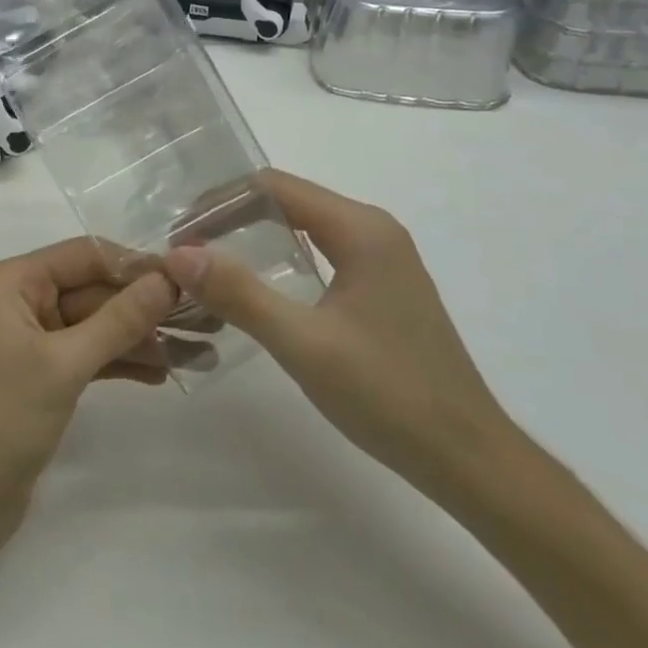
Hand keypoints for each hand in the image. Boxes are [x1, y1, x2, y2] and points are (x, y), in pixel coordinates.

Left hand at [0, 238, 177, 523]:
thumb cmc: (2, 417)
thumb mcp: (64, 363)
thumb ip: (119, 319)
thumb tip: (168, 279)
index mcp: (10, 282)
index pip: (83, 255)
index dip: (133, 265)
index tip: (186, 277)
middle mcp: (19, 301)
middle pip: (92, 290)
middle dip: (142, 307)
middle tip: (201, 318)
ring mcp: (30, 341)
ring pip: (94, 325)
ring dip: (138, 338)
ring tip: (192, 353)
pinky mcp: (40, 377)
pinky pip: (87, 355)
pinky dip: (119, 362)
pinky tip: (160, 374)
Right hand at [164, 170, 510, 496]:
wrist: (469, 460)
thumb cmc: (389, 395)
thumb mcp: (303, 344)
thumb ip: (240, 294)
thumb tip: (178, 253)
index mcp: (360, 229)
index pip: (274, 186)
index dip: (221, 201)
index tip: (181, 232)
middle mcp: (374, 230)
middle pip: (288, 201)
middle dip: (232, 217)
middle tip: (187, 250)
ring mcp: (383, 259)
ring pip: (305, 227)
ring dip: (254, 237)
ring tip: (210, 264)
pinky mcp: (384, 288)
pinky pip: (321, 253)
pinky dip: (282, 259)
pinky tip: (259, 288)